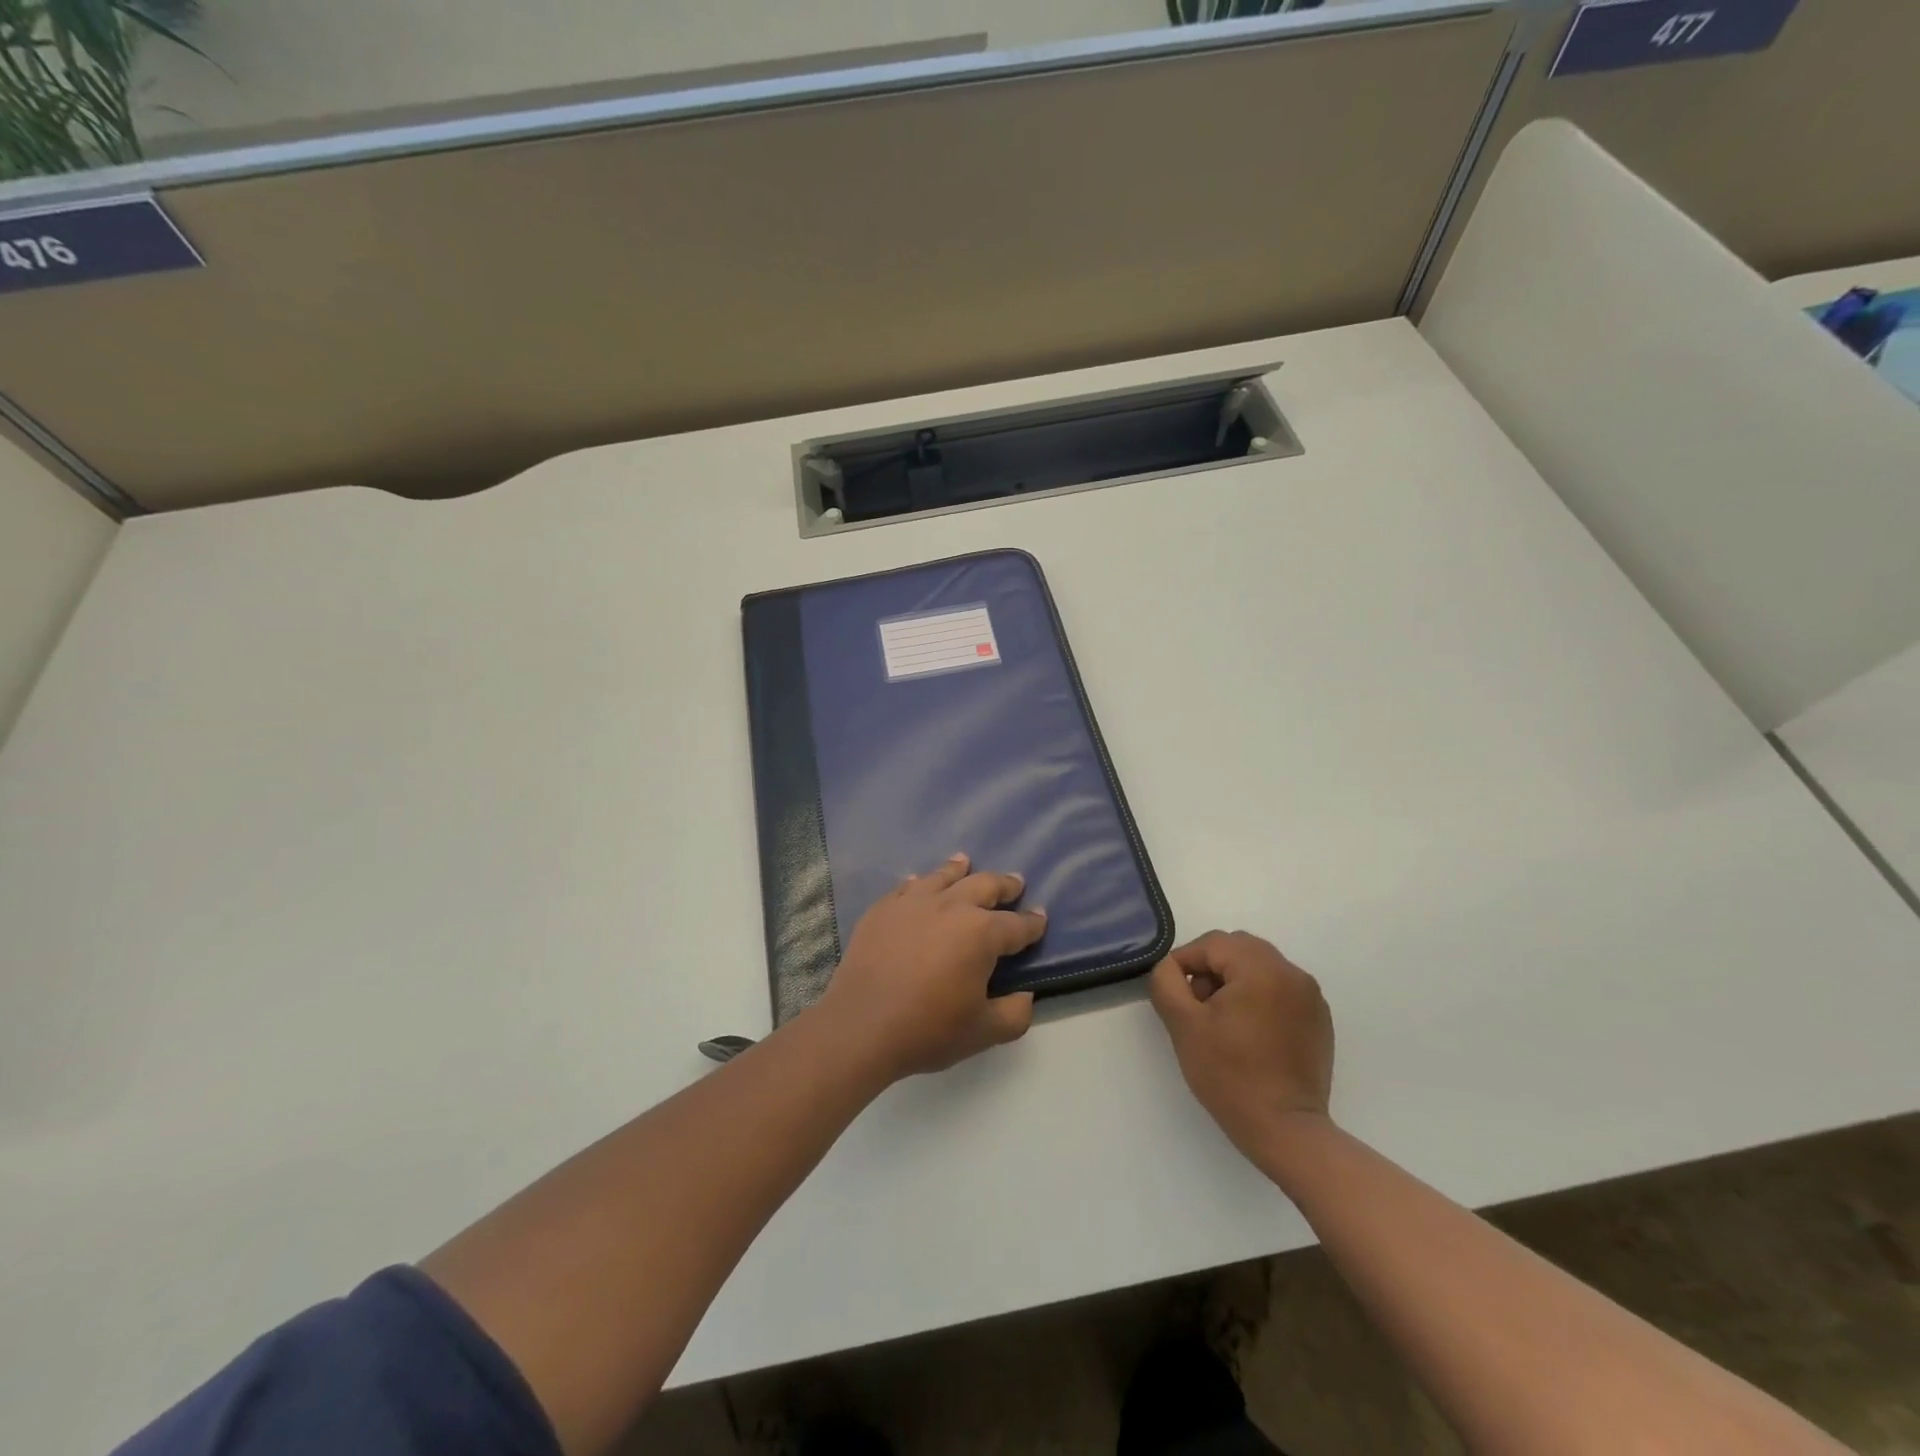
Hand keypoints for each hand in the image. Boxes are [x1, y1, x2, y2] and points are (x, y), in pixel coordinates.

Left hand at [816, 853, 1047, 1080]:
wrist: (860, 1026)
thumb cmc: (927, 1029)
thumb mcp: (983, 1032)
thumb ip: (1015, 1014)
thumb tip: (1025, 996)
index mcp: (981, 933)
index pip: (1017, 925)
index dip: (1032, 923)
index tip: (1040, 918)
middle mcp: (951, 906)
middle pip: (984, 886)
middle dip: (1004, 885)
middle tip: (1014, 883)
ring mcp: (913, 902)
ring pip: (943, 876)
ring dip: (960, 869)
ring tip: (966, 862)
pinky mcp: (883, 908)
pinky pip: (907, 887)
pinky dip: (920, 883)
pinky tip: (919, 883)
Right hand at [1149, 930, 1333, 1158]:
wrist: (1285, 1130)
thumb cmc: (1230, 1075)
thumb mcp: (1183, 1025)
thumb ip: (1167, 982)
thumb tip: (1171, 967)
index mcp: (1262, 968)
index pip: (1212, 943)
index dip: (1185, 962)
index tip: (1174, 993)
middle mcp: (1292, 973)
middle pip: (1239, 949)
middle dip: (1211, 968)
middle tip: (1197, 1006)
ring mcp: (1310, 997)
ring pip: (1260, 967)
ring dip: (1234, 981)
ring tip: (1221, 1020)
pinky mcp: (1318, 1020)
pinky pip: (1280, 990)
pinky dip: (1259, 997)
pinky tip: (1248, 1033)